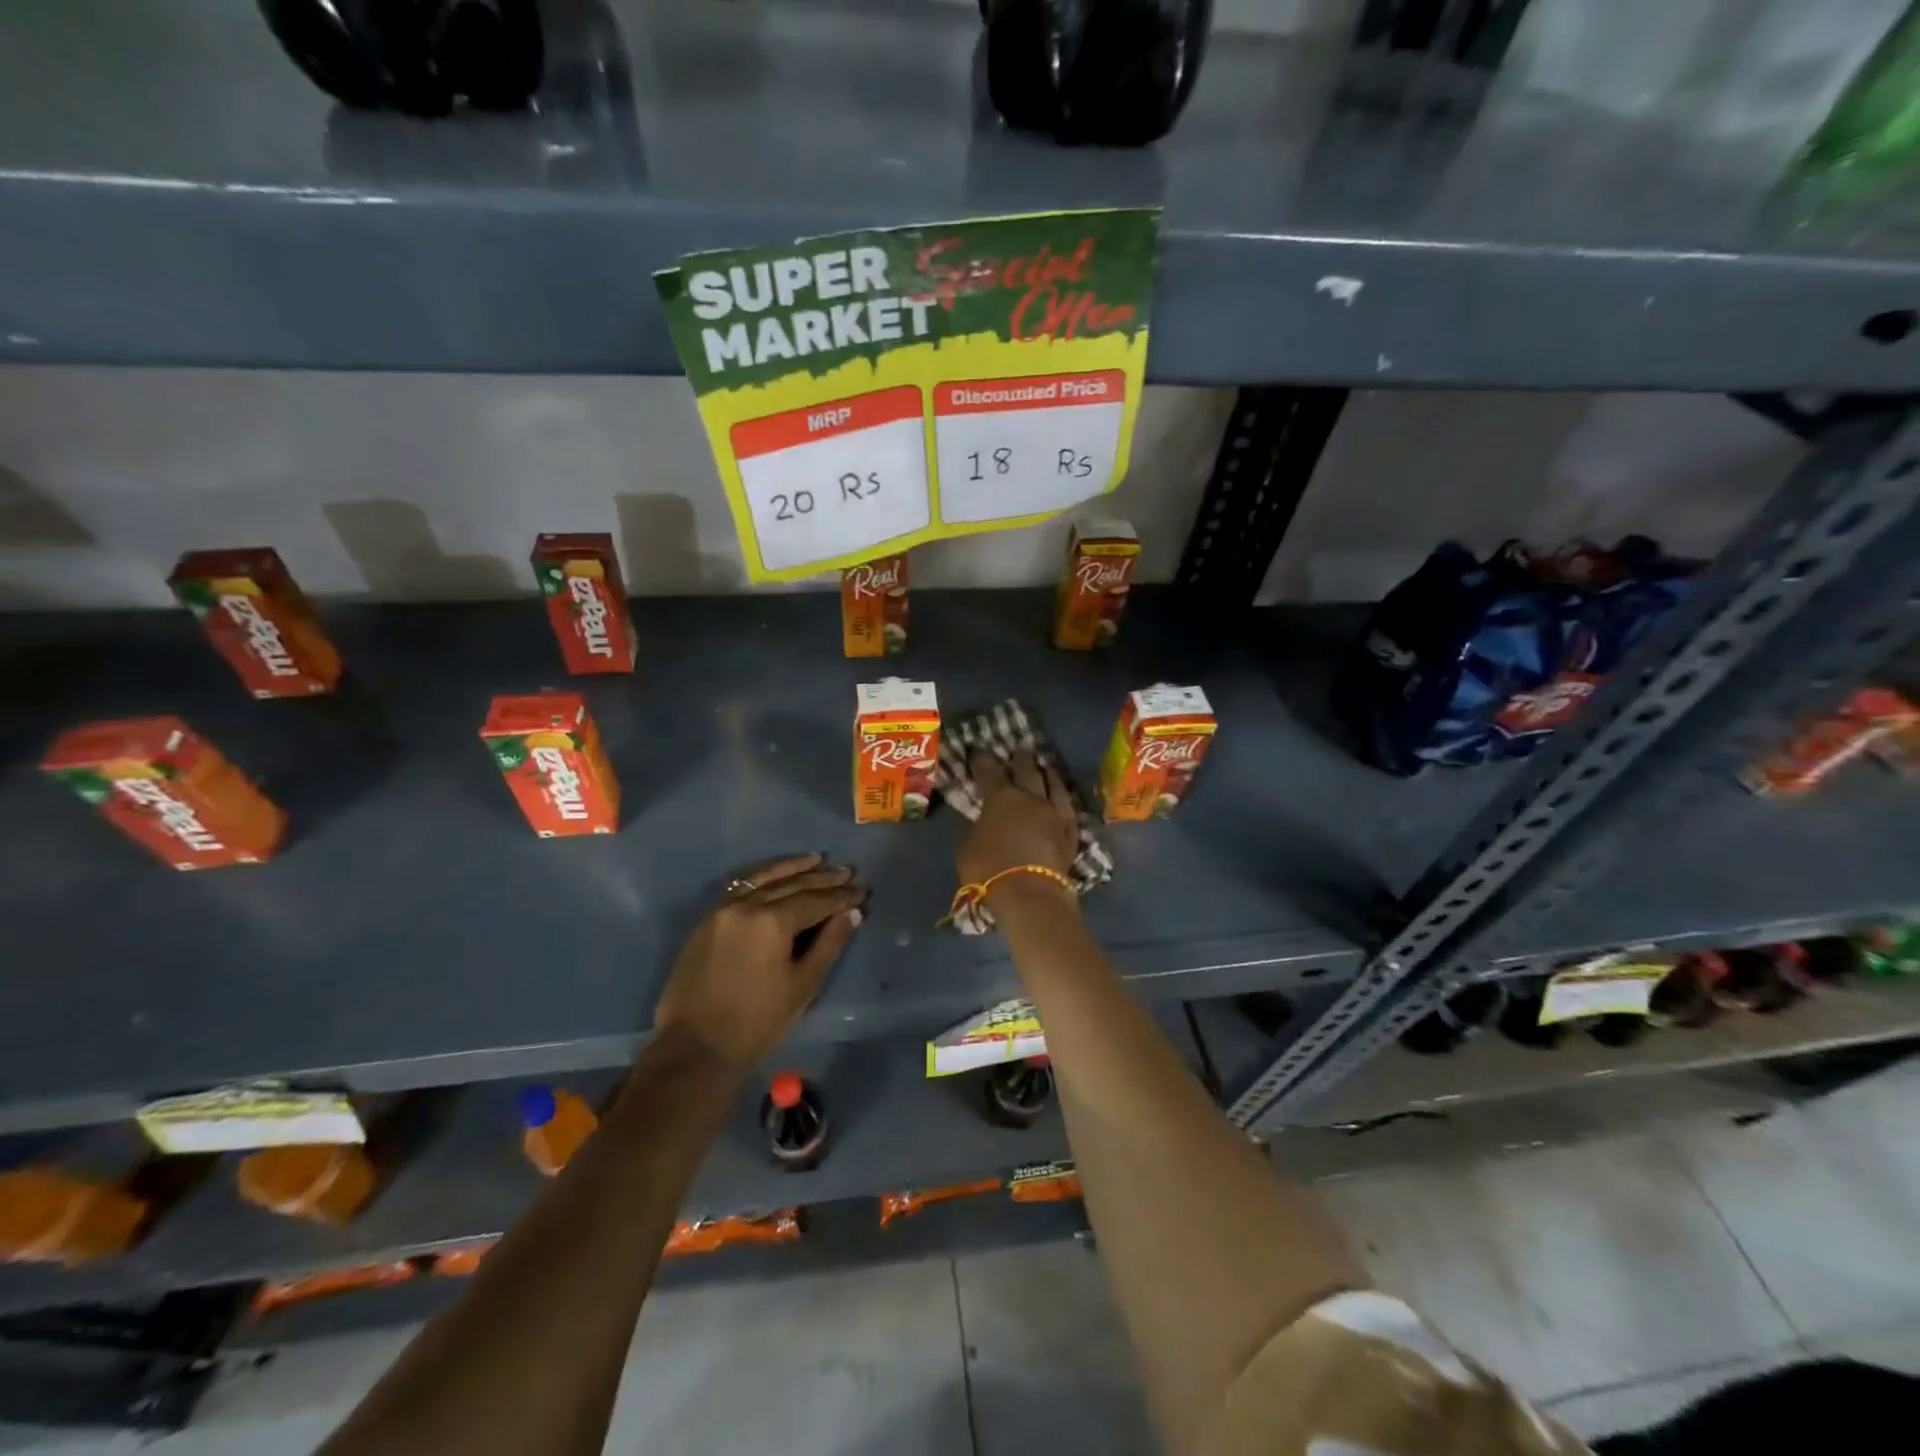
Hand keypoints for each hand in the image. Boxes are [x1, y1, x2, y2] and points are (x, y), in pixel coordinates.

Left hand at [653, 854, 863, 1070]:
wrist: (695, 1048)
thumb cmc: (757, 1022)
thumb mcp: (803, 985)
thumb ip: (829, 944)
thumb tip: (851, 913)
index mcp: (772, 921)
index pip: (815, 901)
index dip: (841, 896)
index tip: (862, 891)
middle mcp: (747, 905)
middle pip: (792, 885)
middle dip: (822, 879)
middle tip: (848, 872)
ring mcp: (724, 910)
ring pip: (764, 879)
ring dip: (793, 868)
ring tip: (817, 860)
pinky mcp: (709, 920)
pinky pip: (742, 887)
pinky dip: (764, 877)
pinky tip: (778, 875)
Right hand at [956, 751, 1078, 892]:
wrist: (1030, 895)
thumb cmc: (989, 870)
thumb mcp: (968, 848)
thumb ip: (978, 829)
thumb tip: (984, 822)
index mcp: (1000, 798)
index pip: (989, 771)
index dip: (982, 760)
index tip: (979, 751)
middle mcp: (1030, 799)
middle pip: (1027, 771)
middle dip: (1021, 759)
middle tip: (1019, 750)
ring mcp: (1054, 815)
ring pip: (1054, 786)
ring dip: (1048, 774)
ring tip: (1045, 766)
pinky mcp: (1070, 834)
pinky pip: (1069, 810)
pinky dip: (1063, 800)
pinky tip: (1063, 799)